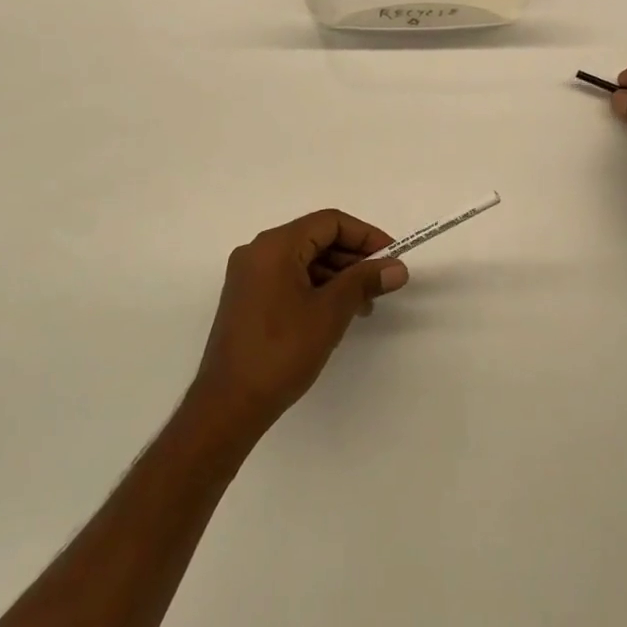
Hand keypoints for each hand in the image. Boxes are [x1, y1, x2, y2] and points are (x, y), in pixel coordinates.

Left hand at [187, 209, 408, 441]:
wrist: (228, 404)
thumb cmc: (281, 351)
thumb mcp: (330, 312)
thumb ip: (364, 281)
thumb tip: (397, 268)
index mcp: (275, 246)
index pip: (329, 222)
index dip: (365, 236)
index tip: (392, 257)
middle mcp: (258, 252)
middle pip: (315, 238)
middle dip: (353, 257)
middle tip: (382, 282)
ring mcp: (249, 276)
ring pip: (303, 260)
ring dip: (337, 275)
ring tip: (364, 305)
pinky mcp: (247, 299)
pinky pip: (289, 278)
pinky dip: (316, 288)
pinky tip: (336, 313)